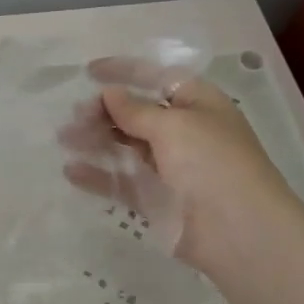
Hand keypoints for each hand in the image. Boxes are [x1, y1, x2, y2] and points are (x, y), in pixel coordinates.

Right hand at [59, 58, 287, 271]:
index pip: (156, 79)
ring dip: (94, 140)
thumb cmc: (213, 163)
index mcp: (197, 104)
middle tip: (73, 117)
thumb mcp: (175, 126)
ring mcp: (168, 167)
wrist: (239, 231)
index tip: (89, 72)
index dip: (124, 72)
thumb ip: (135, 110)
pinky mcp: (155, 199)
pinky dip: (97, 175)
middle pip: (135, 114)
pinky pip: (121, 181)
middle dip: (103, 111)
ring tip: (64, 139)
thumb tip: (109, 94)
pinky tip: (71, 170)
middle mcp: (182, 132)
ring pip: (124, 147)